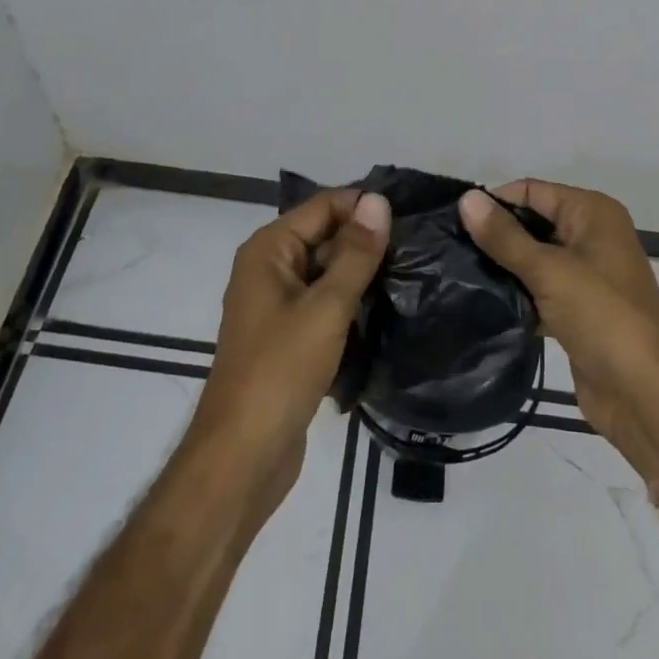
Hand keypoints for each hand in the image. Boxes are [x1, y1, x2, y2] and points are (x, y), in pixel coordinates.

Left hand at [192, 188, 389, 513]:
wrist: (242, 458)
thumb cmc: (280, 371)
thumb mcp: (326, 307)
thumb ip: (356, 253)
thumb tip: (378, 201)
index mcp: (269, 249)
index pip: (323, 205)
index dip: (363, 207)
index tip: (409, 217)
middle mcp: (269, 267)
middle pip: (325, 235)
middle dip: (365, 240)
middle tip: (416, 249)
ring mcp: (276, 303)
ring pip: (327, 271)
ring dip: (361, 274)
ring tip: (409, 275)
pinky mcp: (287, 336)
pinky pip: (323, 302)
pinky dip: (349, 303)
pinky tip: (384, 310)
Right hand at [461, 180, 658, 475]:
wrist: (647, 396)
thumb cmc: (603, 316)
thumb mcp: (549, 271)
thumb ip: (504, 236)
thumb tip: (467, 198)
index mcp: (592, 212)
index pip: (532, 191)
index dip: (495, 201)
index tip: (453, 220)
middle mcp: (591, 235)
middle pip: (533, 222)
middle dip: (497, 234)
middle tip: (450, 248)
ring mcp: (586, 274)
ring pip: (534, 258)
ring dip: (504, 267)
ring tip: (457, 273)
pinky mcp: (578, 310)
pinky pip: (540, 290)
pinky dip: (517, 294)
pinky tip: (482, 303)